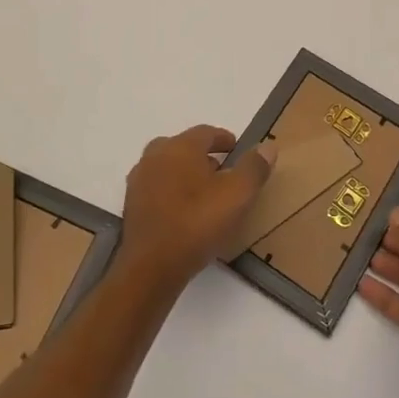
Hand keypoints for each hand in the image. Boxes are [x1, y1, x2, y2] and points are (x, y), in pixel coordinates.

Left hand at [117, 125, 274, 297]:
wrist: (151, 265)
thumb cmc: (197, 223)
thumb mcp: (237, 195)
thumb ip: (253, 169)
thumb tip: (267, 147)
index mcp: (180, 146)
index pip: (206, 132)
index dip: (224, 139)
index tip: (237, 150)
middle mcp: (155, 155)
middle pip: (183, 147)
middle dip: (203, 156)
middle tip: (222, 173)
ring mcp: (139, 180)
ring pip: (167, 167)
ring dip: (186, 174)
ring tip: (205, 194)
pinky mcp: (131, 204)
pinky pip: (157, 188)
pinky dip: (172, 192)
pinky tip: (184, 212)